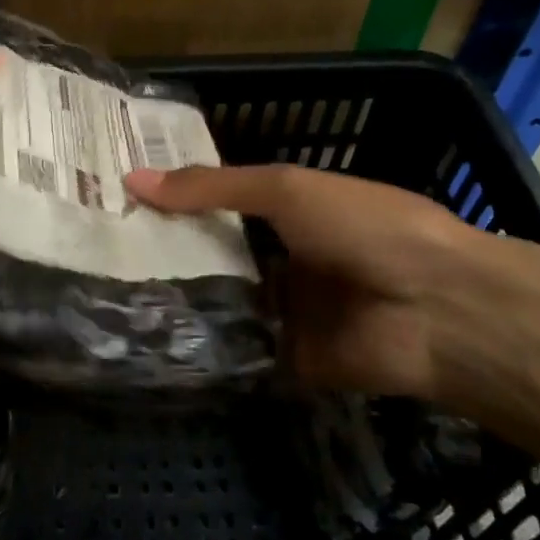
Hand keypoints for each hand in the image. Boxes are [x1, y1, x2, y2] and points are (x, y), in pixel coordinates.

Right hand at [124, 163, 503, 406]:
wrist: (438, 310)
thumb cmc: (365, 227)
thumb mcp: (286, 190)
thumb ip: (213, 188)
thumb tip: (132, 178)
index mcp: (291, 214)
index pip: (219, 206)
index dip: (175, 204)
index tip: (118, 203)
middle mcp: (284, 260)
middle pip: (215, 257)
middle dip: (166, 256)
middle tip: (100, 253)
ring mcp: (287, 312)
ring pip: (220, 305)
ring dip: (178, 302)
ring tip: (108, 297)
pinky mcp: (288, 360)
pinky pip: (237, 352)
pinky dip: (202, 348)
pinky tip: (147, 343)